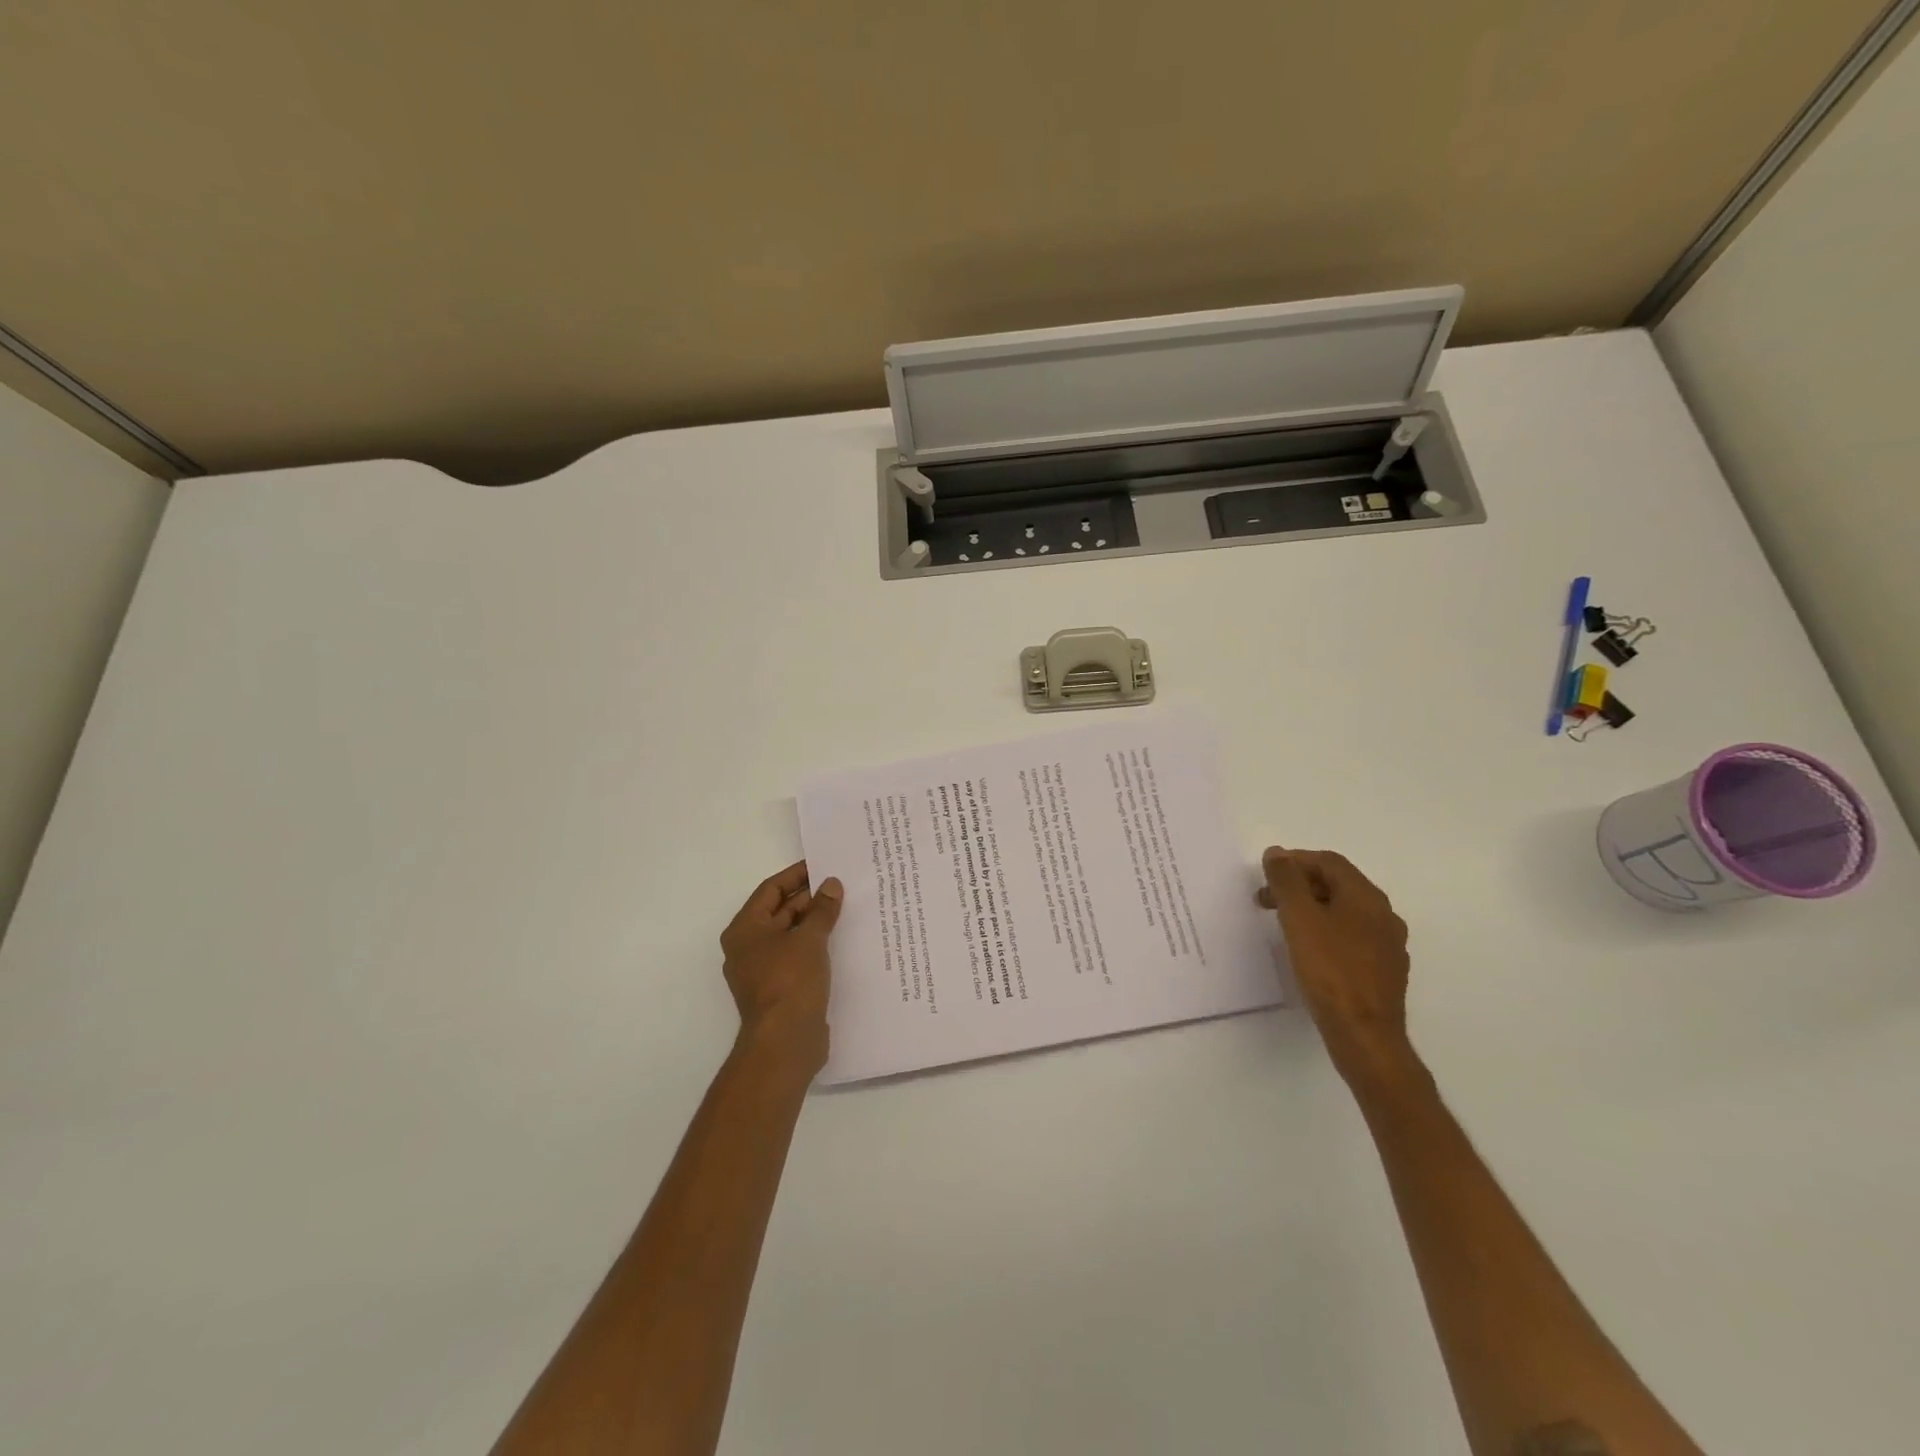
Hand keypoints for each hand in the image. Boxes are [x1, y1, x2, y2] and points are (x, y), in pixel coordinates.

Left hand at [719, 861, 844, 1079]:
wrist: (785, 1043)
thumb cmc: (790, 981)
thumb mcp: (810, 938)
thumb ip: (822, 909)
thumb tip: (831, 884)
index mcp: (745, 929)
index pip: (770, 890)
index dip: (796, 875)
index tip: (823, 865)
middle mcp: (749, 947)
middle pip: (780, 912)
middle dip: (810, 899)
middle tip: (842, 885)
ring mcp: (763, 971)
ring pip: (792, 935)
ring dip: (816, 922)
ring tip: (847, 908)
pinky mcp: (780, 990)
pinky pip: (799, 957)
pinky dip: (817, 946)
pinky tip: (842, 940)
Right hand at [1258, 847, 1416, 1091]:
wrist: (1365, 1035)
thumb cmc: (1329, 971)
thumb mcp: (1299, 919)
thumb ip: (1286, 881)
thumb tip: (1277, 853)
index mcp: (1366, 897)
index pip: (1329, 862)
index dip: (1295, 862)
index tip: (1265, 875)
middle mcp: (1384, 914)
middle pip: (1338, 885)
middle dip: (1299, 886)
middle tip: (1266, 900)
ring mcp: (1387, 944)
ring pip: (1345, 912)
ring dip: (1311, 909)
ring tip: (1283, 924)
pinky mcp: (1384, 971)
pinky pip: (1351, 937)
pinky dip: (1326, 932)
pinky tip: (1309, 951)